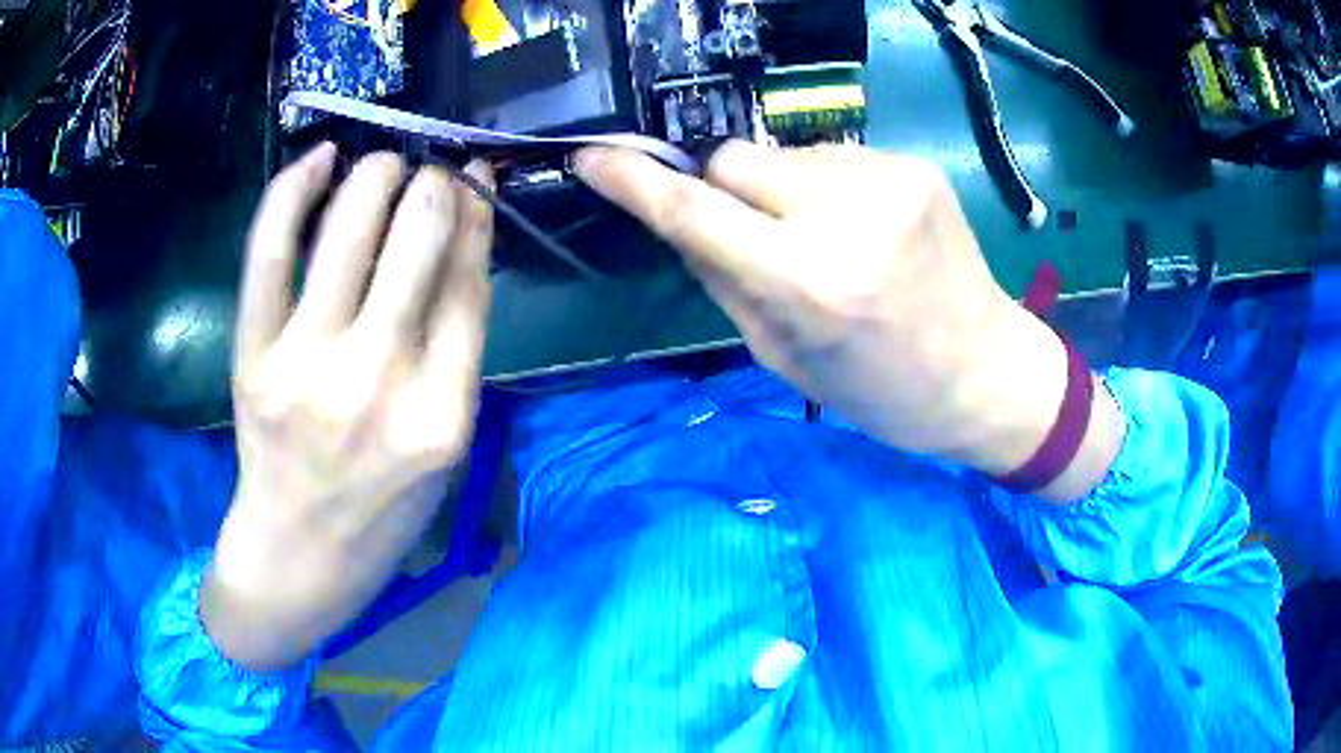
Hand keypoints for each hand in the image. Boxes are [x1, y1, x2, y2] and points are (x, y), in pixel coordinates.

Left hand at [203, 145, 494, 669]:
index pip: (469, 280)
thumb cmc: (383, 511)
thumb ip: (456, 352)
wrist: (299, 555)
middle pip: (418, 239)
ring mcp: (306, 366)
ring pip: (350, 227)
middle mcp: (377, 382)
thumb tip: (462, 246)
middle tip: (431, 171)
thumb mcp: (446, 448)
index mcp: (441, 415)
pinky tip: (319, 159)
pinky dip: (293, 190)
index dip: (476, 212)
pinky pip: (272, 251)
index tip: (475, 177)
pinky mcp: (254, 357)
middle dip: (433, 184)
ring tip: (384, 163)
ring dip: (376, 173)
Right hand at [575, 141, 1121, 500]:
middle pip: (734, 157)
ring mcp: (890, 180)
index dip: (633, 181)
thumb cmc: (881, 392)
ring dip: (779, 189)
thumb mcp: (783, 358)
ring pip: (784, 154)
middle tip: (746, 229)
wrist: (987, 373)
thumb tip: (679, 217)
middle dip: (721, 188)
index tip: (593, 158)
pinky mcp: (917, 166)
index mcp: (810, 283)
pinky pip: (834, 158)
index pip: (695, 211)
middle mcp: (849, 217)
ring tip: (823, 238)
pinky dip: (825, 186)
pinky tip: (859, 226)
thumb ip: (723, 278)